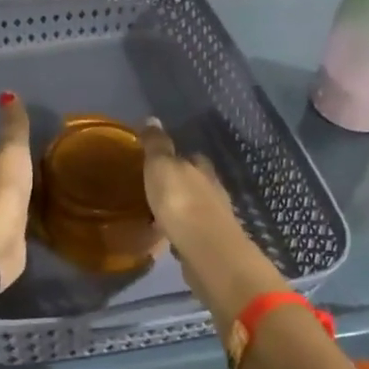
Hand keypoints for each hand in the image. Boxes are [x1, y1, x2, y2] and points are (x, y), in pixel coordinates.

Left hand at [0, 92, 32, 290]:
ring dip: (28, 205)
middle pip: (11, 184)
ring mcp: (3, 225)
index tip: (35, 146)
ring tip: (51, 199)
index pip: (5, 157)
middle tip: (47, 172)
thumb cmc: (2, 190)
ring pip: (18, 209)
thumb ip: (13, 128)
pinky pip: (26, 233)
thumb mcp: (11, 152)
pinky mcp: (14, 249)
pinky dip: (32, 228)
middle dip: (24, 179)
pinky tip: (46, 228)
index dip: (16, 151)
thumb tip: (7, 92)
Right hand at [137, 118, 237, 257]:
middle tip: (156, 187)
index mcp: (202, 169)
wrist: (206, 250)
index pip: (193, 157)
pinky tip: (167, 236)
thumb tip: (152, 118)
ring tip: (158, 213)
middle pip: (197, 182)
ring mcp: (215, 219)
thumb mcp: (161, 167)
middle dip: (180, 183)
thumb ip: (157, 145)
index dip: (178, 157)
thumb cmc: (181, 202)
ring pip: (196, 207)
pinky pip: (192, 232)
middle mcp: (214, 190)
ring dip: (181, 209)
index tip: (160, 161)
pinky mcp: (211, 245)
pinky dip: (181, 231)